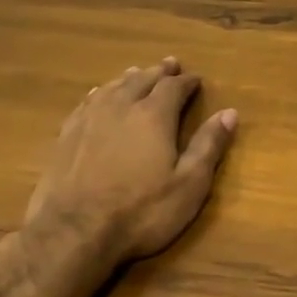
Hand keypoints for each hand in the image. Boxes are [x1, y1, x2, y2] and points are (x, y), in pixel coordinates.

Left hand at [23, 58, 238, 263]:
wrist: (73, 232)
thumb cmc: (141, 211)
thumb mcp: (189, 184)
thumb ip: (208, 146)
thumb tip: (230, 113)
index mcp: (154, 116)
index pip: (174, 88)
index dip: (187, 82)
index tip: (196, 79)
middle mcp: (121, 108)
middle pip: (142, 80)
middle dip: (159, 72)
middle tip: (169, 64)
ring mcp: (89, 120)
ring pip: (112, 87)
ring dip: (129, 78)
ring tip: (137, 72)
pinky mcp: (66, 136)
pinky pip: (86, 102)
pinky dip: (99, 93)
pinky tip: (98, 94)